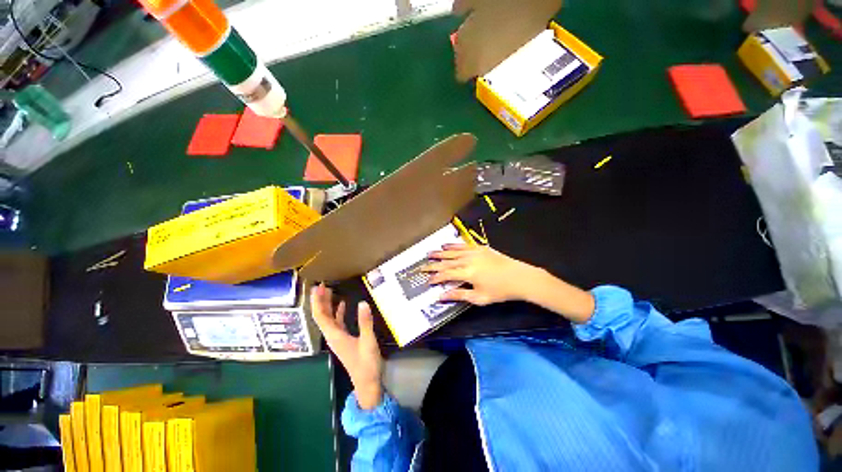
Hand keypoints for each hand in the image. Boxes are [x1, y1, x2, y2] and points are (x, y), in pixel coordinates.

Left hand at [311, 284, 383, 408]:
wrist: (367, 382)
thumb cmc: (366, 364)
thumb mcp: (368, 342)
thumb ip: (365, 322)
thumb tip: (362, 302)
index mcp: (335, 336)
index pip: (321, 316)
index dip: (317, 301)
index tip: (317, 288)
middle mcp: (333, 336)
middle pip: (322, 316)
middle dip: (320, 300)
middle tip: (322, 285)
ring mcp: (338, 338)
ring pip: (329, 318)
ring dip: (328, 305)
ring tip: (329, 291)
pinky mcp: (344, 339)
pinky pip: (337, 322)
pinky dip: (338, 312)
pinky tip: (342, 305)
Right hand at [426, 245, 595, 322]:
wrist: (520, 277)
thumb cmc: (500, 291)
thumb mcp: (479, 298)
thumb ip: (459, 295)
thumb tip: (441, 297)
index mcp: (467, 273)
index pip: (445, 275)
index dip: (435, 278)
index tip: (427, 282)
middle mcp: (467, 260)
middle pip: (446, 261)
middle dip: (433, 264)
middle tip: (422, 266)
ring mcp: (473, 252)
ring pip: (452, 251)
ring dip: (440, 252)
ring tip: (429, 253)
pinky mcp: (480, 247)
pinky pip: (462, 245)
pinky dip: (453, 245)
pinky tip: (446, 245)